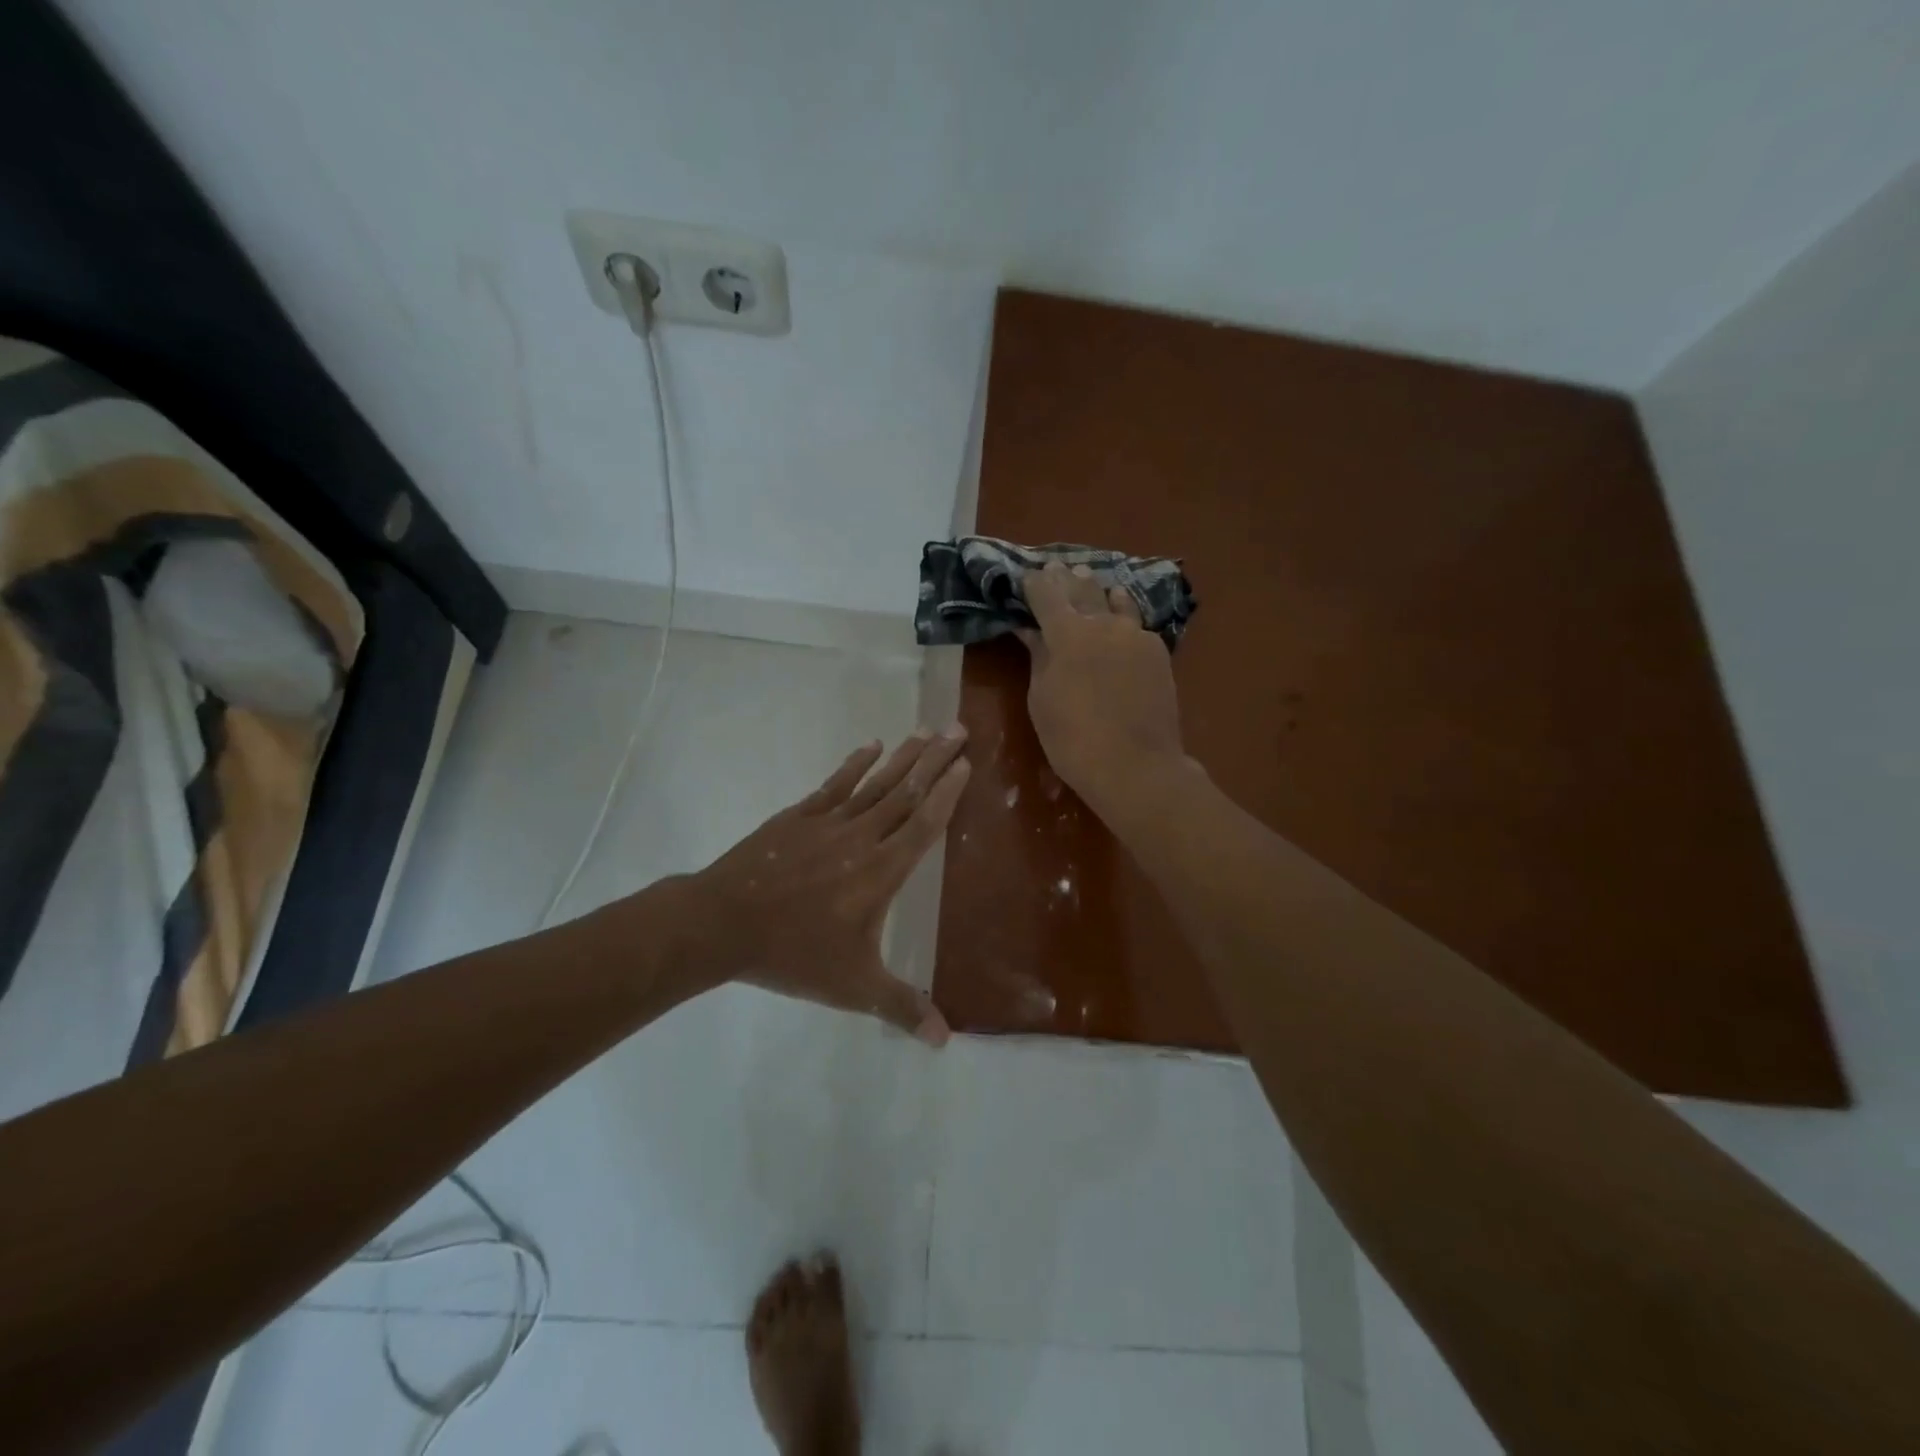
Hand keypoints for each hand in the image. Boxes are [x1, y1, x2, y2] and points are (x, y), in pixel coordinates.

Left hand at [674, 730, 969, 1043]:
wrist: (723, 925)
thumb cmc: (794, 955)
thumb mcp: (853, 989)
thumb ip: (901, 1007)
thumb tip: (945, 1042)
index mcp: (881, 873)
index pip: (924, 825)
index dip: (947, 794)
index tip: (966, 765)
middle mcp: (861, 839)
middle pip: (906, 793)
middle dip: (936, 760)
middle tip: (958, 729)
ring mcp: (828, 822)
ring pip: (876, 783)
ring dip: (904, 757)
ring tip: (926, 730)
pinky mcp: (799, 817)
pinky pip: (835, 784)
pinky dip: (856, 764)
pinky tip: (872, 746)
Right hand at [1018, 561, 1185, 813]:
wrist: (1136, 765)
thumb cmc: (1073, 739)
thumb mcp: (1041, 699)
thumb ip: (1038, 657)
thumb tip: (1031, 630)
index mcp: (1067, 633)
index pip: (1045, 593)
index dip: (1033, 583)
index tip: (1026, 577)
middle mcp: (1103, 622)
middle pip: (1082, 589)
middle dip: (1066, 578)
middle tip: (1057, 568)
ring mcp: (1135, 634)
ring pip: (1114, 600)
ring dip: (1098, 590)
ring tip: (1091, 581)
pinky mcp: (1158, 651)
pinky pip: (1135, 623)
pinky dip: (1123, 614)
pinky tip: (1120, 615)